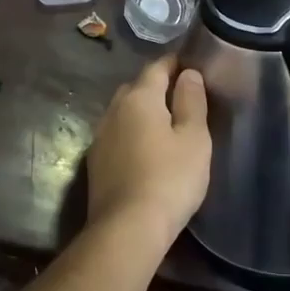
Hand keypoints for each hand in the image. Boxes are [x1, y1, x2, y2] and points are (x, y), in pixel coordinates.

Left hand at [85, 58, 211, 247]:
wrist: (127, 227)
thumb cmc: (169, 179)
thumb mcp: (193, 139)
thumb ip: (191, 101)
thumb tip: (188, 73)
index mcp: (139, 97)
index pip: (156, 67)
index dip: (175, 63)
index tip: (190, 63)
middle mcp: (114, 109)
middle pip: (137, 87)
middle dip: (157, 86)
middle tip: (182, 95)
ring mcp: (101, 135)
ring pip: (124, 111)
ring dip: (142, 110)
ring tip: (166, 122)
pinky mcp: (96, 160)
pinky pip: (117, 133)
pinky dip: (132, 132)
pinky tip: (145, 148)